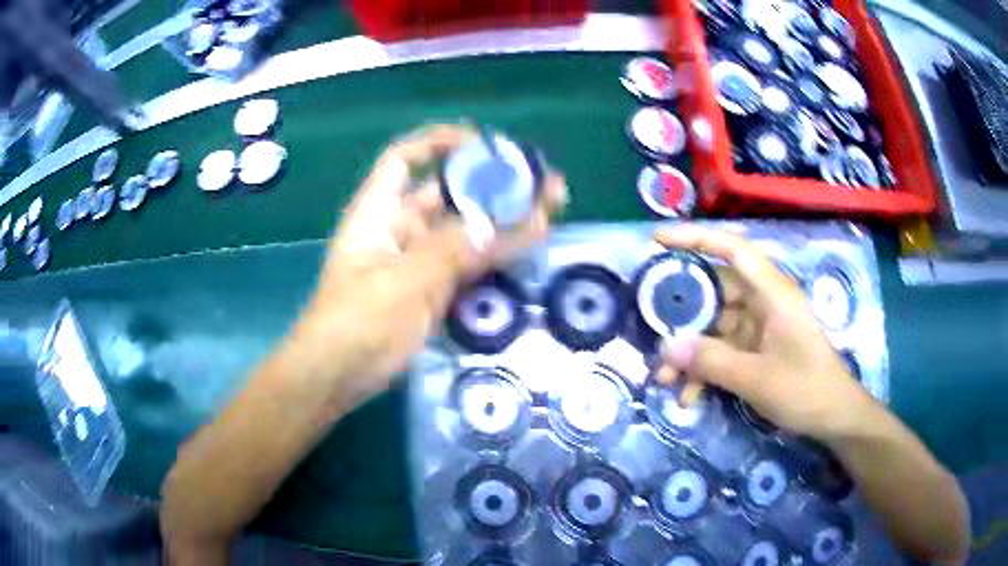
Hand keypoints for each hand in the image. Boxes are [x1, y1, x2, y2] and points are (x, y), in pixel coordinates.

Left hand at [287, 124, 566, 404]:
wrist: (336, 379)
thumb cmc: (355, 323)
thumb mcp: (401, 283)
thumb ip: (454, 251)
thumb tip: (509, 223)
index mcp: (378, 212)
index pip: (405, 159)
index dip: (440, 142)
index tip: (483, 143)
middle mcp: (400, 229)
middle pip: (448, 193)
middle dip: (490, 183)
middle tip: (539, 180)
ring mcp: (418, 262)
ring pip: (465, 231)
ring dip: (502, 220)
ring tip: (550, 209)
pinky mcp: (433, 291)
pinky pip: (470, 264)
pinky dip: (497, 256)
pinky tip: (530, 248)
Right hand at [653, 226, 873, 439]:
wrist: (833, 417)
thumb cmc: (805, 389)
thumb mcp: (757, 378)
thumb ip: (711, 361)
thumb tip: (666, 347)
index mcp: (772, 293)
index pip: (732, 250)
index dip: (696, 239)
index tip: (658, 241)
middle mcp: (764, 302)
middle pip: (716, 292)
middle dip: (683, 315)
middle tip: (652, 330)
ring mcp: (760, 327)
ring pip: (715, 327)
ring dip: (690, 352)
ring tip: (665, 379)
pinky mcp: (757, 350)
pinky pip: (723, 351)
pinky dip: (705, 370)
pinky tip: (689, 396)